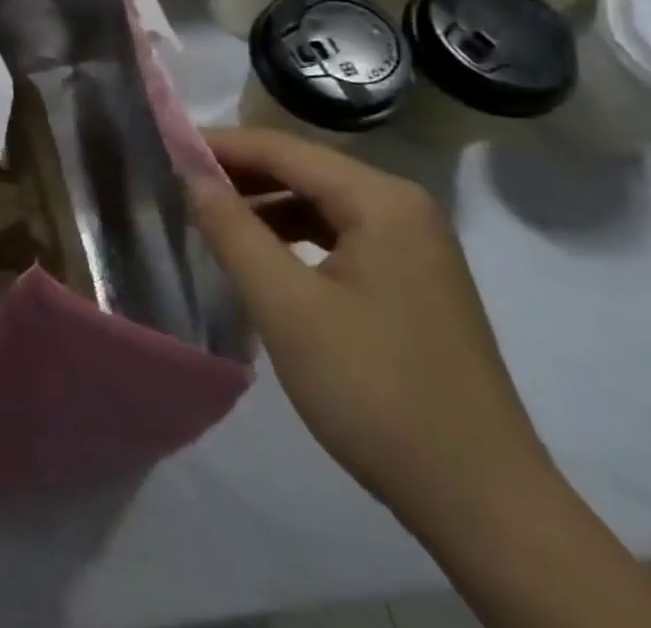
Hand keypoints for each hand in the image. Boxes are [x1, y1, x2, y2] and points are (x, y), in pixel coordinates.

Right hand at [190, 128, 553, 532]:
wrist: (484, 504)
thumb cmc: (375, 391)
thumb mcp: (286, 307)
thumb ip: (232, 230)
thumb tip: (192, 175)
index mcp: (381, 199)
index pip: (283, 149)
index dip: (220, 145)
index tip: (166, 148)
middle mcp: (403, 206)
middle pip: (305, 170)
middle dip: (241, 174)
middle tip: (179, 182)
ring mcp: (415, 244)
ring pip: (322, 203)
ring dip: (266, 205)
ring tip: (211, 217)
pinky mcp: (414, 279)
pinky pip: (341, 235)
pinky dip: (295, 236)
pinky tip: (263, 257)